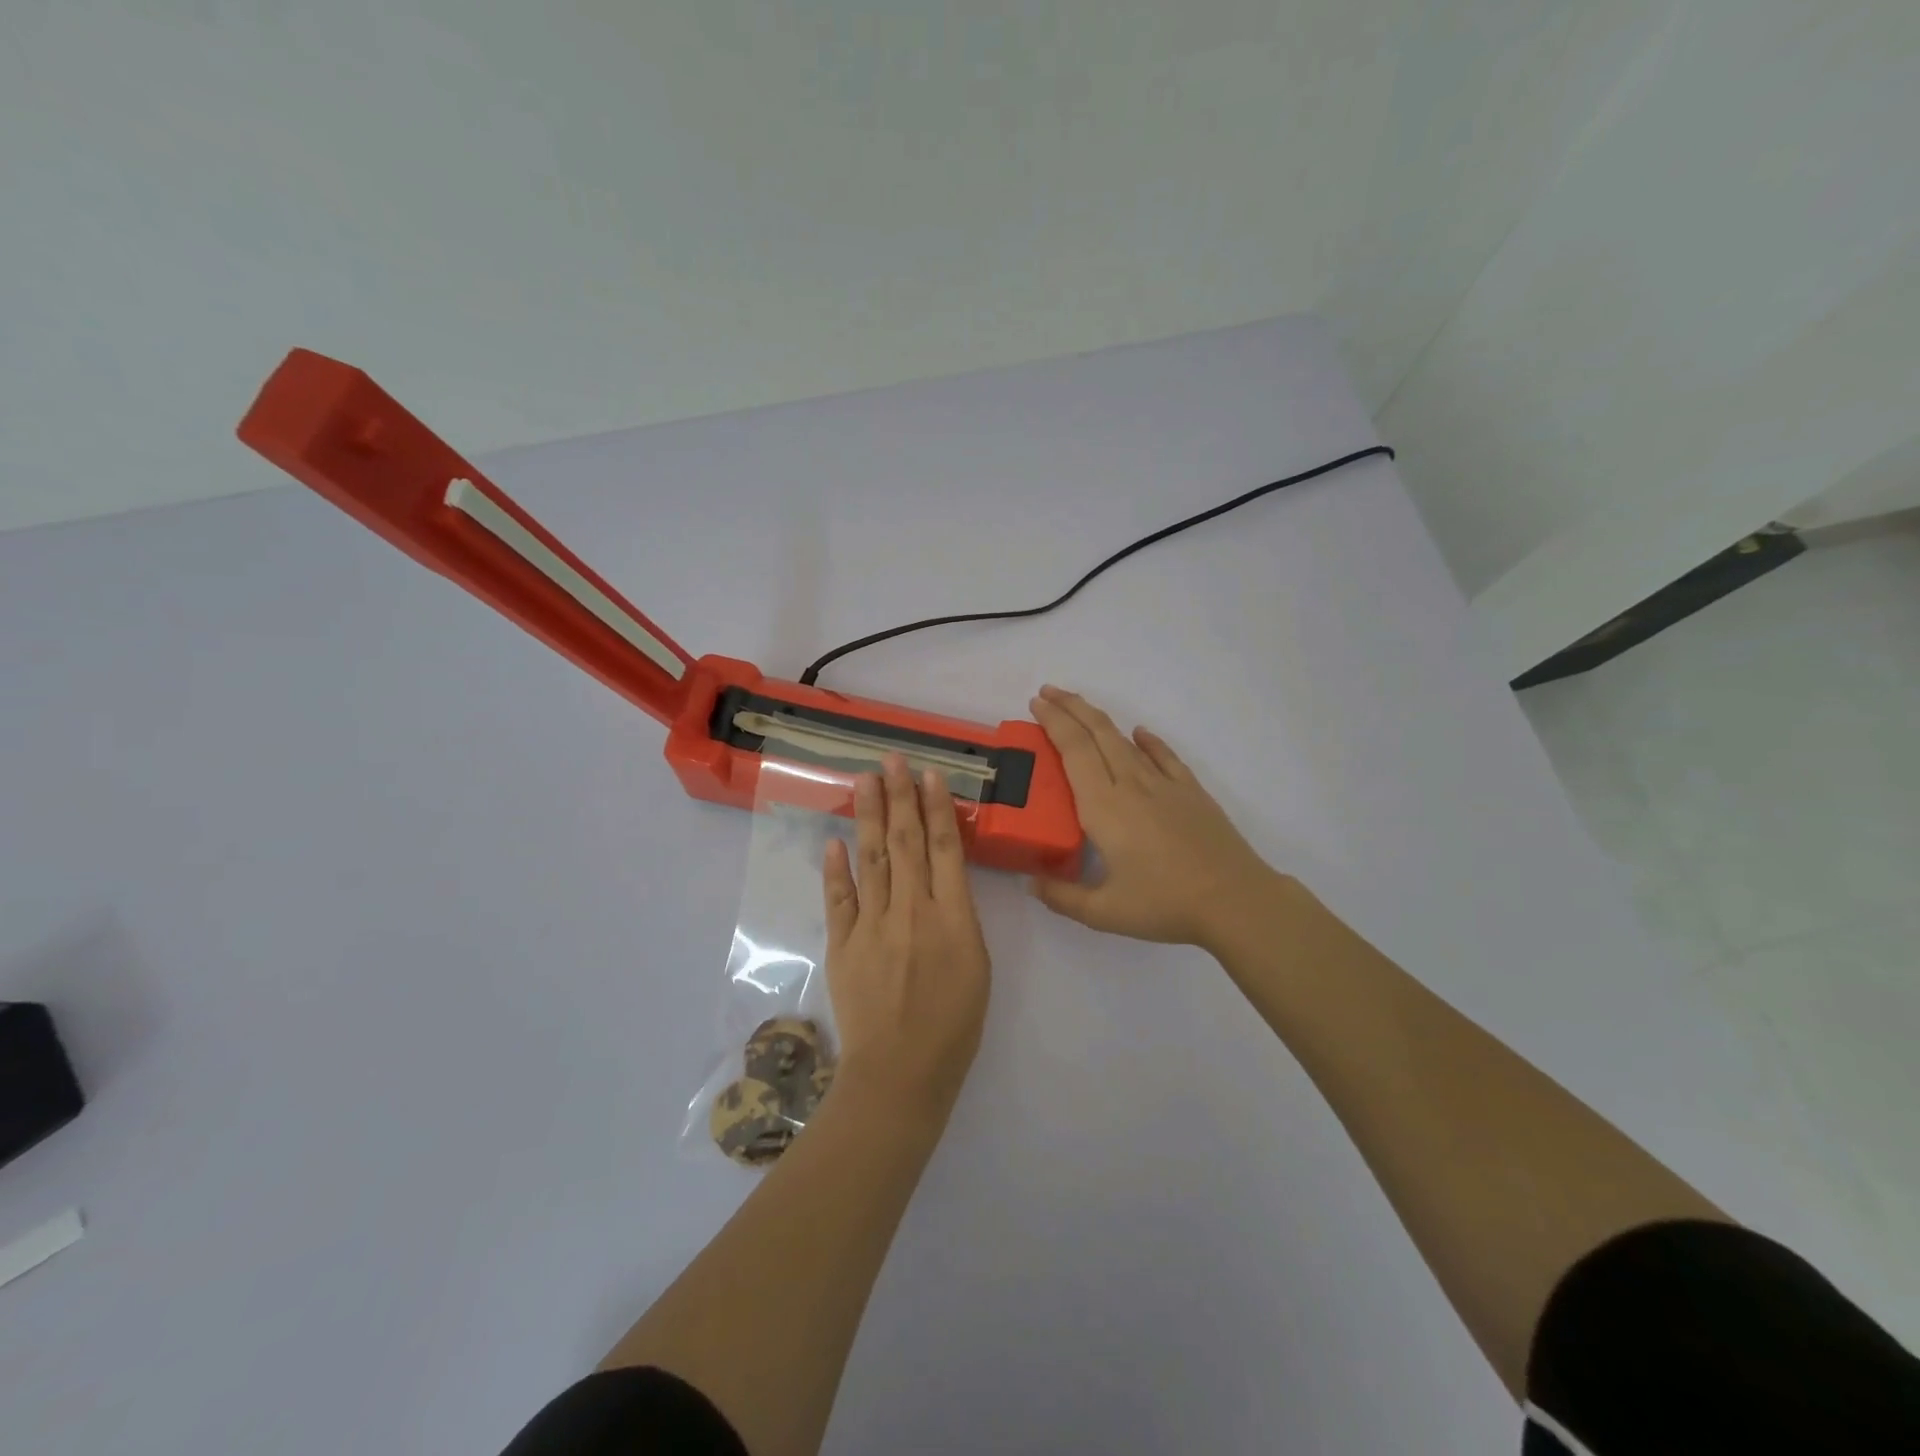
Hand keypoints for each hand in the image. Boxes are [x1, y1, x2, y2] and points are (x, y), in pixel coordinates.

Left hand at [822, 754, 991, 1116]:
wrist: (900, 1073)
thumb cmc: (954, 1026)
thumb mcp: (978, 967)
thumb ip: (960, 918)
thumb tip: (945, 883)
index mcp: (952, 918)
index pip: (944, 849)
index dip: (937, 808)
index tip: (930, 775)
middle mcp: (910, 911)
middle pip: (906, 843)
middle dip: (899, 797)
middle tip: (892, 759)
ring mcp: (872, 925)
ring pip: (872, 859)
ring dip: (868, 817)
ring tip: (864, 781)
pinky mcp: (842, 944)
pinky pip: (839, 898)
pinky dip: (836, 869)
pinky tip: (834, 841)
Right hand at [1029, 685, 1278, 949]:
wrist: (1235, 900)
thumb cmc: (1165, 904)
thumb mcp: (1105, 913)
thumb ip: (1063, 898)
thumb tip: (1032, 883)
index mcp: (1104, 807)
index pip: (1074, 750)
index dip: (1054, 722)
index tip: (1036, 704)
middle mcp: (1131, 785)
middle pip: (1097, 733)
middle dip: (1070, 708)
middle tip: (1047, 693)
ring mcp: (1164, 785)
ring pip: (1125, 740)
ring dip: (1099, 719)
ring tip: (1080, 708)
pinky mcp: (1191, 792)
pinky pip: (1164, 756)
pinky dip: (1148, 741)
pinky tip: (1140, 733)